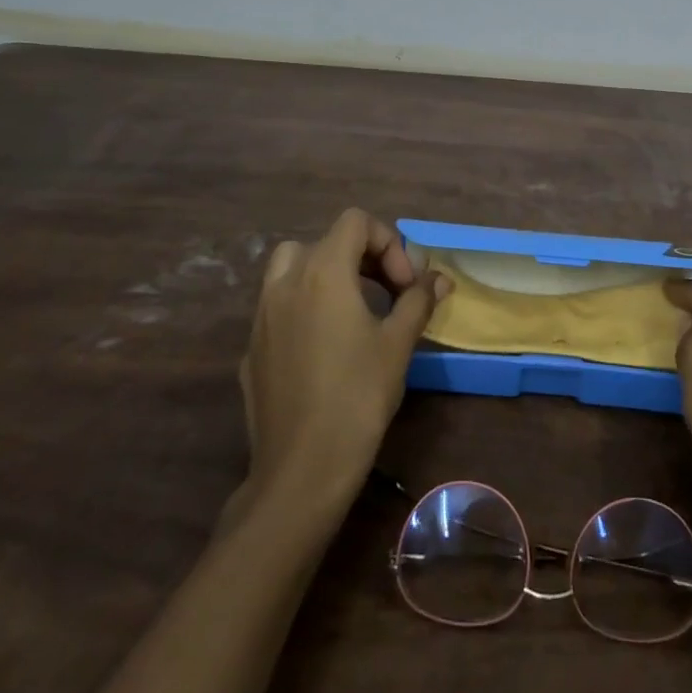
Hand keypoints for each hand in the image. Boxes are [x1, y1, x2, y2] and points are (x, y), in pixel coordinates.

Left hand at [236, 209, 445, 517]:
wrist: (302, 469)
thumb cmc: (358, 396)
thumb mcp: (398, 343)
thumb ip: (417, 300)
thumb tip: (439, 278)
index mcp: (323, 272)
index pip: (356, 222)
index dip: (388, 243)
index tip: (405, 285)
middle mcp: (285, 283)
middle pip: (325, 241)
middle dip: (362, 257)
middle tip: (389, 292)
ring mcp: (262, 316)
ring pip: (292, 268)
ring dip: (326, 274)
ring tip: (354, 308)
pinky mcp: (252, 349)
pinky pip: (279, 308)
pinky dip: (305, 308)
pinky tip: (325, 348)